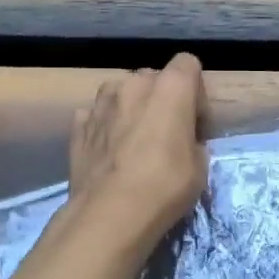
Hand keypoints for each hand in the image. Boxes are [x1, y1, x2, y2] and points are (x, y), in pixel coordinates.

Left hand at [66, 53, 210, 255]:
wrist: (110, 214)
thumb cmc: (165, 186)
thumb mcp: (200, 166)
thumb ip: (192, 140)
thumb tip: (183, 141)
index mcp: (170, 87)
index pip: (187, 64)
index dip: (195, 91)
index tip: (195, 121)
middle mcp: (133, 83)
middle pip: (153, 78)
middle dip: (162, 99)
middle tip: (166, 134)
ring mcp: (100, 102)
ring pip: (122, 93)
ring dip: (131, 108)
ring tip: (134, 141)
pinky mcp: (78, 124)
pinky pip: (98, 115)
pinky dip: (105, 126)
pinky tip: (110, 152)